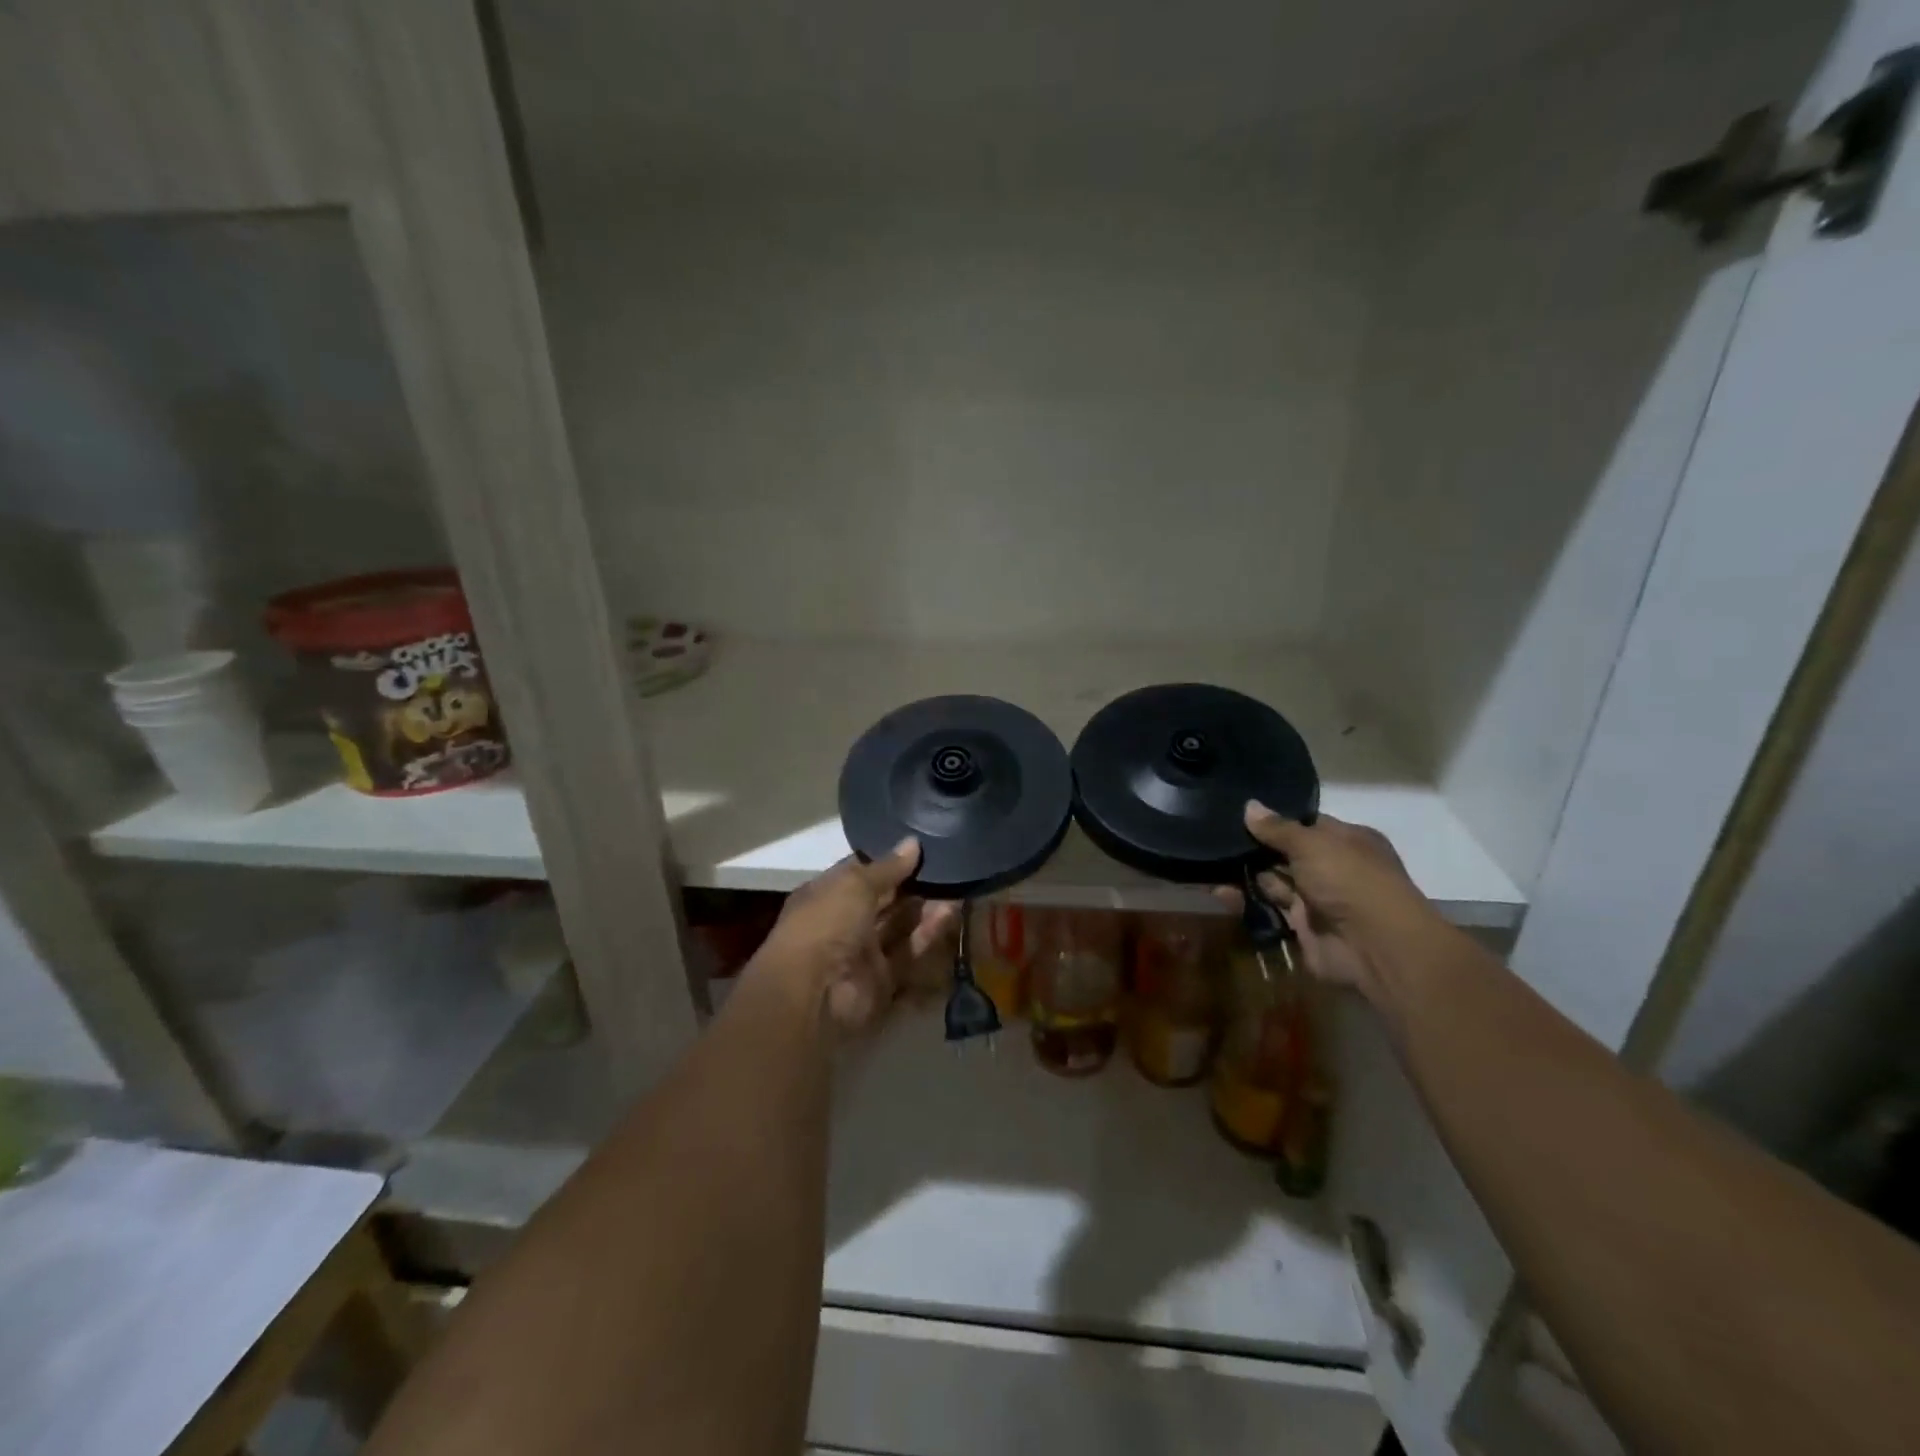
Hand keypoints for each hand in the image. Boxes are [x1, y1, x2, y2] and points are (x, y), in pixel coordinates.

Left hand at [754, 838, 957, 1034]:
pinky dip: (928, 935)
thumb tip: (913, 843)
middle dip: (912, 885)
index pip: (860, 872)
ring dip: (925, 908)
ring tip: (956, 887)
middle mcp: (843, 923)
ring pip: (899, 926)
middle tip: (947, 866)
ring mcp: (862, 954)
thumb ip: (887, 867)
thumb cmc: (825, 925)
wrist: (813, 995)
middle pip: (884, 900)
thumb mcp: (854, 884)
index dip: (888, 860)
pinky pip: (909, 953)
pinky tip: (951, 914)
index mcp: (825, 895)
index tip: (920, 846)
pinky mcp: (883, 981)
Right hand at [1214, 802, 1438, 1001]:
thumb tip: (1249, 806)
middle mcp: (1331, 868)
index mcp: (1345, 842)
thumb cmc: (1350, 880)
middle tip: (1212, 833)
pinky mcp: (1300, 927)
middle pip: (1284, 853)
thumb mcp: (1312, 844)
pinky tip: (1216, 891)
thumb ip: (1277, 828)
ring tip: (1207, 859)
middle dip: (1252, 847)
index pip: (1305, 824)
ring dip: (1243, 873)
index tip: (1237, 810)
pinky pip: (1267, 909)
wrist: (1375, 947)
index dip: (1274, 819)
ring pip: (1273, 881)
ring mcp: (1316, 899)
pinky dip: (1244, 902)